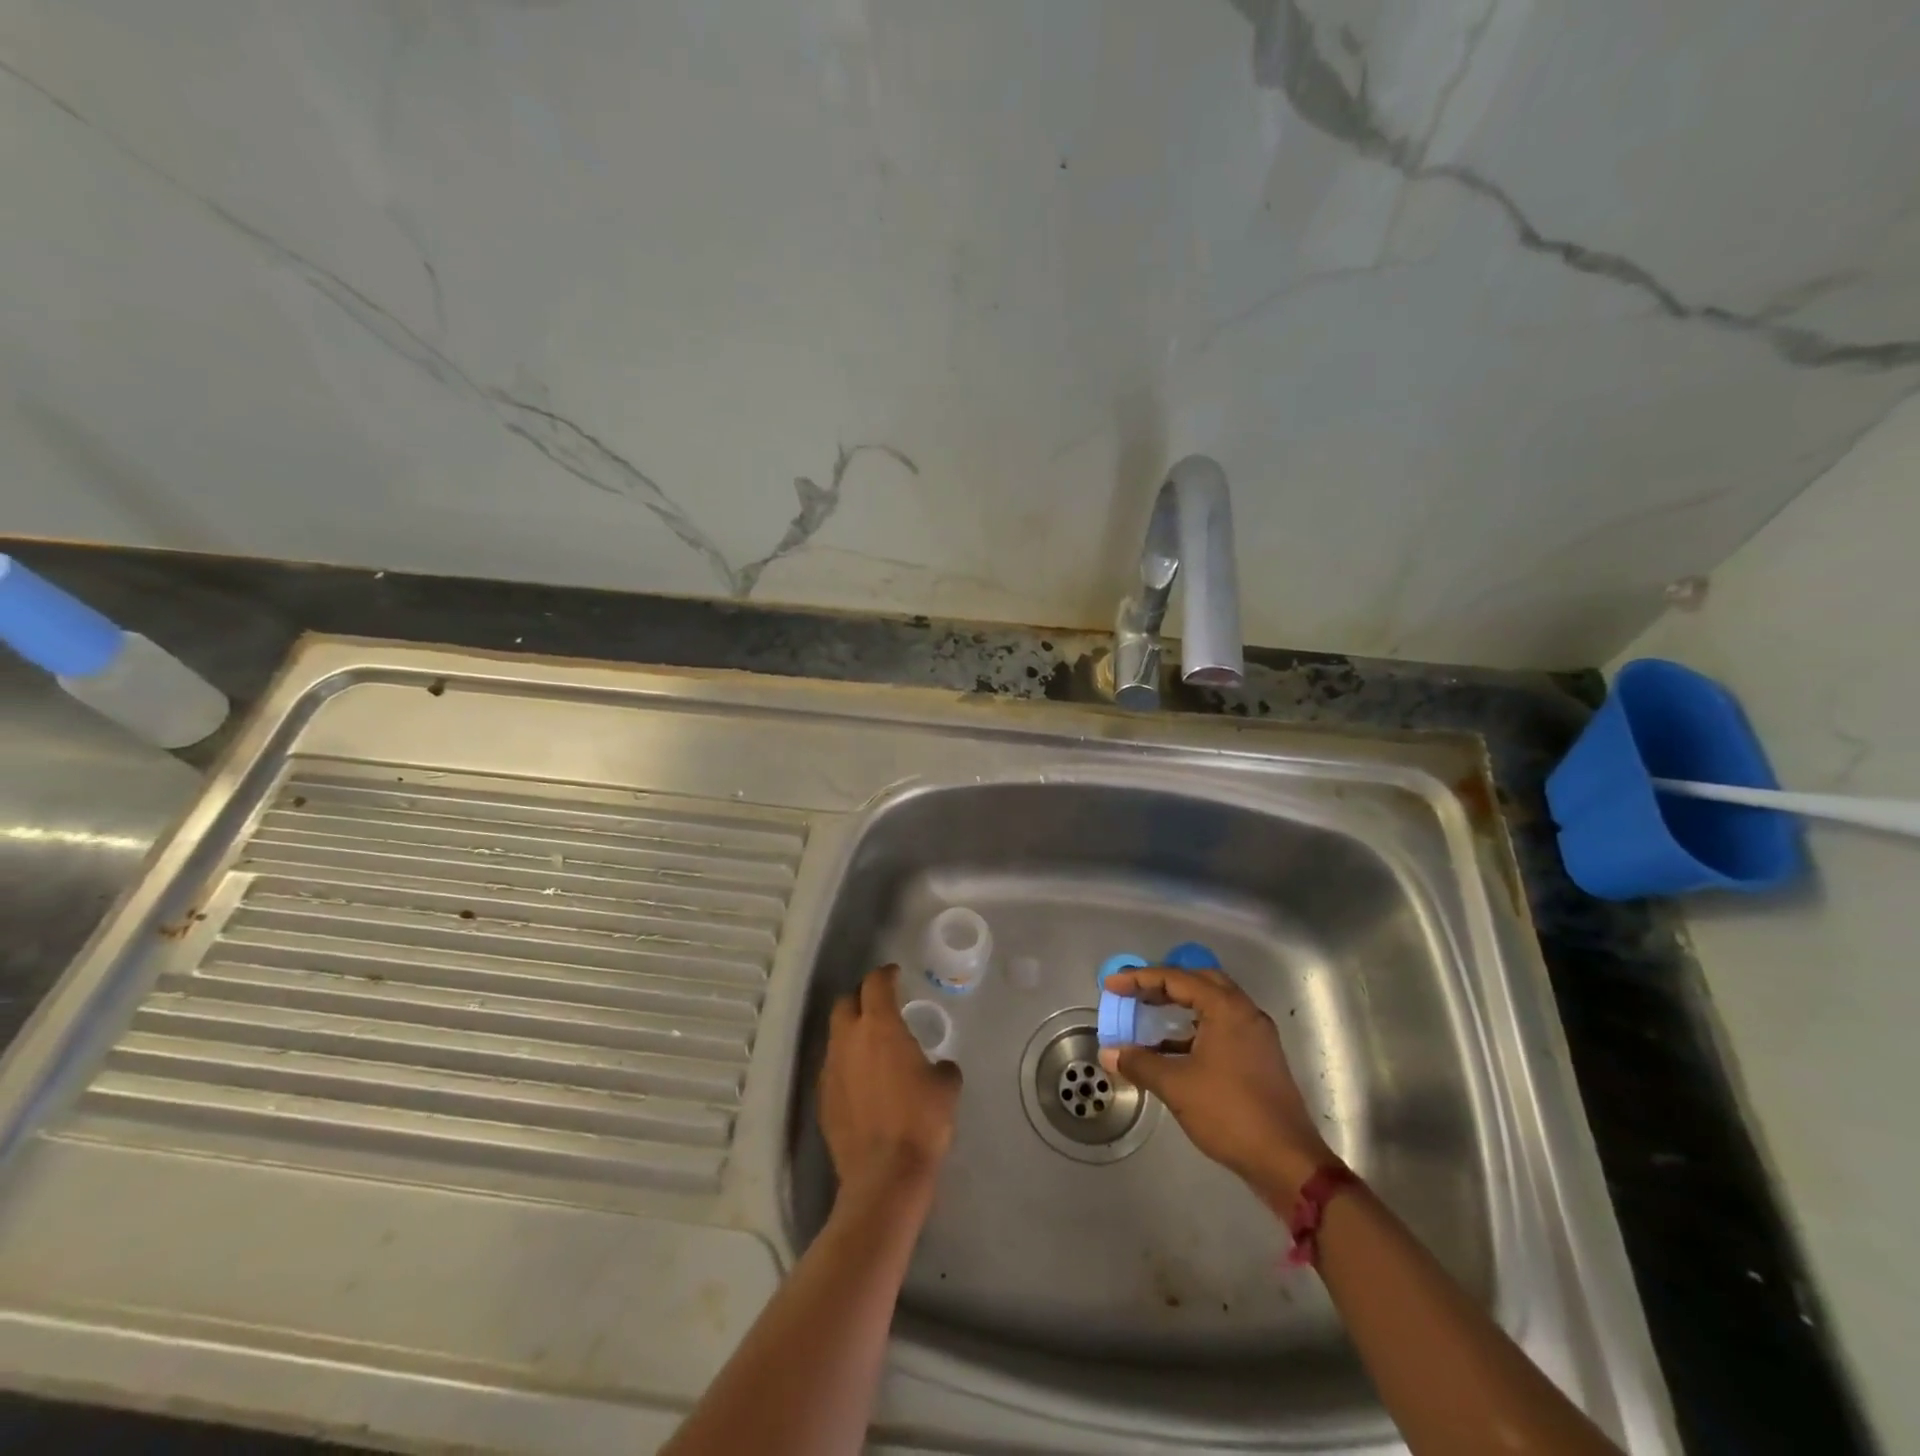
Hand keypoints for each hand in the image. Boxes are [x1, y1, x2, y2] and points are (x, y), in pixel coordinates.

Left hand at [819, 964, 962, 1210]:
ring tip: (873, 1046)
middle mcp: (848, 1040)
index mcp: (879, 1027)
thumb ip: (942, 1066)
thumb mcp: (946, 1088)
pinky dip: (847, 1064)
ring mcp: (831, 1069)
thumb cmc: (920, 1122)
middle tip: (881, 1006)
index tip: (895, 974)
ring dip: (852, 1033)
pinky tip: (863, 1082)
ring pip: (836, 1036)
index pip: (875, 983)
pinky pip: (833, 1068)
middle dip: (862, 998)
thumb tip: (939, 1067)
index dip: (885, 974)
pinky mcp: (822, 1099)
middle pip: (846, 1003)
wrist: (884, 1176)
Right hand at [1098, 966, 1331, 1201]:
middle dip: (1163, 983)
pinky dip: (1194, 1028)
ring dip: (1180, 1005)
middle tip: (1134, 992)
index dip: (1139, 979)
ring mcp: (1256, 1035)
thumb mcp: (1177, 1086)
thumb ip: (1140, 1063)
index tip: (1112, 985)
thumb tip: (1109, 1052)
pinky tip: (1172, 1048)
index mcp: (1226, 1009)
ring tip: (1148, 1014)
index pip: (1176, 978)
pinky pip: (1221, 1027)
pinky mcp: (1259, 1057)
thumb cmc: (1230, 1114)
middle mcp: (1244, 1012)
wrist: (1287, 1162)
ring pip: (1212, 1004)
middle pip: (1199, 981)